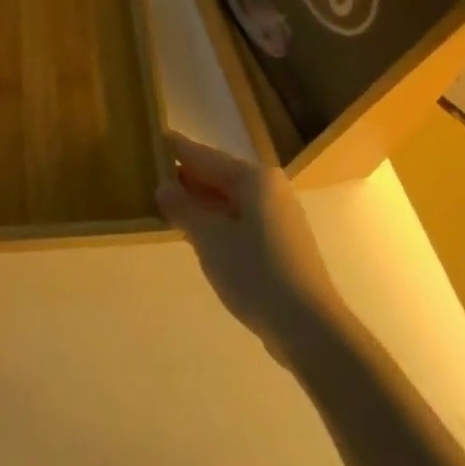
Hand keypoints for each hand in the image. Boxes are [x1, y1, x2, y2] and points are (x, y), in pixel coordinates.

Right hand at [156, 133, 343, 355]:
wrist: (309, 328)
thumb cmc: (256, 273)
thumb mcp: (210, 239)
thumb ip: (184, 208)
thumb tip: (164, 186)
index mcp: (255, 178)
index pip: (207, 156)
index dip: (180, 149)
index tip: (158, 137)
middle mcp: (270, 188)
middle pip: (221, 175)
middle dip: (190, 177)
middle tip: (155, 173)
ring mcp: (279, 216)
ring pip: (231, 199)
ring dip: (202, 201)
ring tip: (169, 202)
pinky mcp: (282, 243)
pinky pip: (241, 219)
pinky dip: (218, 220)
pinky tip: (199, 232)